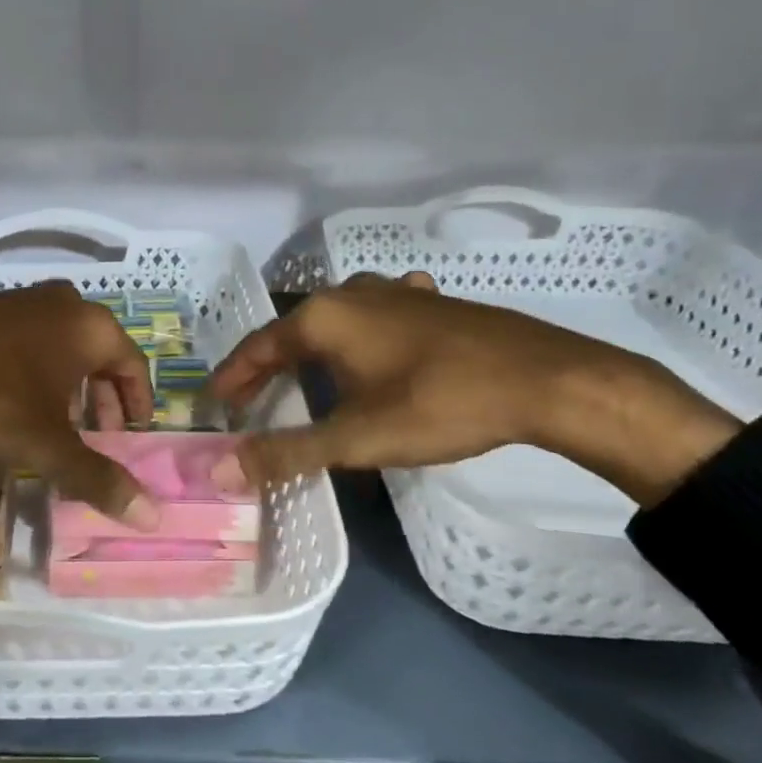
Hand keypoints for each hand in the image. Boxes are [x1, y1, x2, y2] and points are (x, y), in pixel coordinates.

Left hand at [0, 283, 160, 527]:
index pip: (135, 365)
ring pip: (65, 347)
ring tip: (59, 425)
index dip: (138, 404)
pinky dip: (39, 370)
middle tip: (98, 436)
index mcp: (92, 327)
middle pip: (101, 355)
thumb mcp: (47, 443)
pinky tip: (17, 401)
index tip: (133, 436)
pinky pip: (33, 340)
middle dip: (102, 399)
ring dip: (70, 386)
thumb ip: (98, 478)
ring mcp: (25, 299)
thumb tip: (151, 516)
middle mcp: (66, 304)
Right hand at [210, 272, 740, 505]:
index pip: (258, 347)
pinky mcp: (430, 302)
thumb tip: (223, 469)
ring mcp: (395, 293)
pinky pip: (376, 317)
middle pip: (293, 331)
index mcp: (324, 318)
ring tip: (303, 375)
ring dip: (313, 349)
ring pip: (336, 321)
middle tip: (252, 399)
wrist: (546, 379)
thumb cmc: (440, 404)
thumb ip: (287, 452)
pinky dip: (360, 337)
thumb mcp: (357, 437)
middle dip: (269, 366)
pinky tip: (376, 347)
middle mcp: (351, 294)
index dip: (233, 377)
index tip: (215, 404)